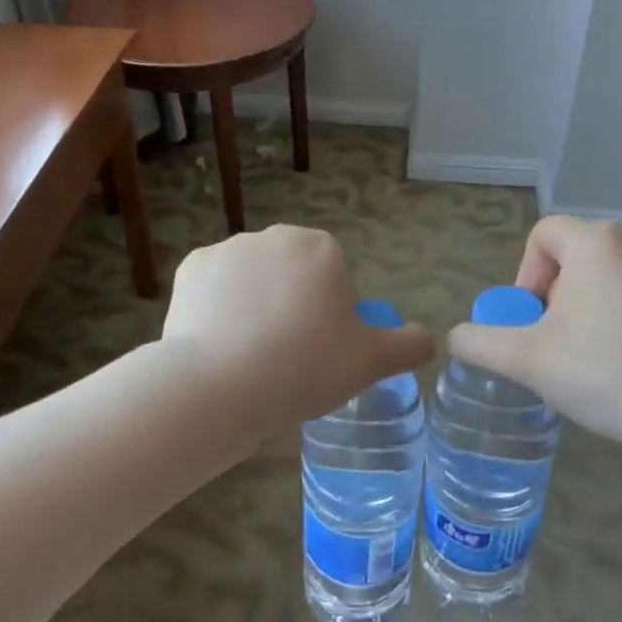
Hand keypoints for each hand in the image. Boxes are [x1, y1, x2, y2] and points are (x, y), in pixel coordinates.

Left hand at [162, 225, 433, 435]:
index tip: (318, 349)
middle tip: (286, 354)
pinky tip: (217, 342)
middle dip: (291, 302)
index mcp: (321, 249)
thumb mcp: (370, 363)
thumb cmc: (304, 367)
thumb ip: (408, 346)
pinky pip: (213, 287)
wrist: (219, 385)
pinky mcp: (190, 268)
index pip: (332, 275)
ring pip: (251, 278)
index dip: (329, 312)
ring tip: (248, 355)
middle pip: (291, 272)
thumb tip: (430, 339)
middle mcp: (275, 237)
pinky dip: (216, 308)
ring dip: (253, 303)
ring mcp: (228, 249)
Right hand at [448, 217, 621, 450]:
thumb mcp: (527, 360)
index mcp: (597, 241)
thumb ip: (480, 342)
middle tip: (561, 343)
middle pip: (578, 253)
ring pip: (612, 271)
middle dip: (560, 294)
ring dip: (593, 303)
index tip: (534, 321)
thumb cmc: (606, 374)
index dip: (527, 275)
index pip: (544, 235)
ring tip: (597, 354)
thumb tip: (457, 337)